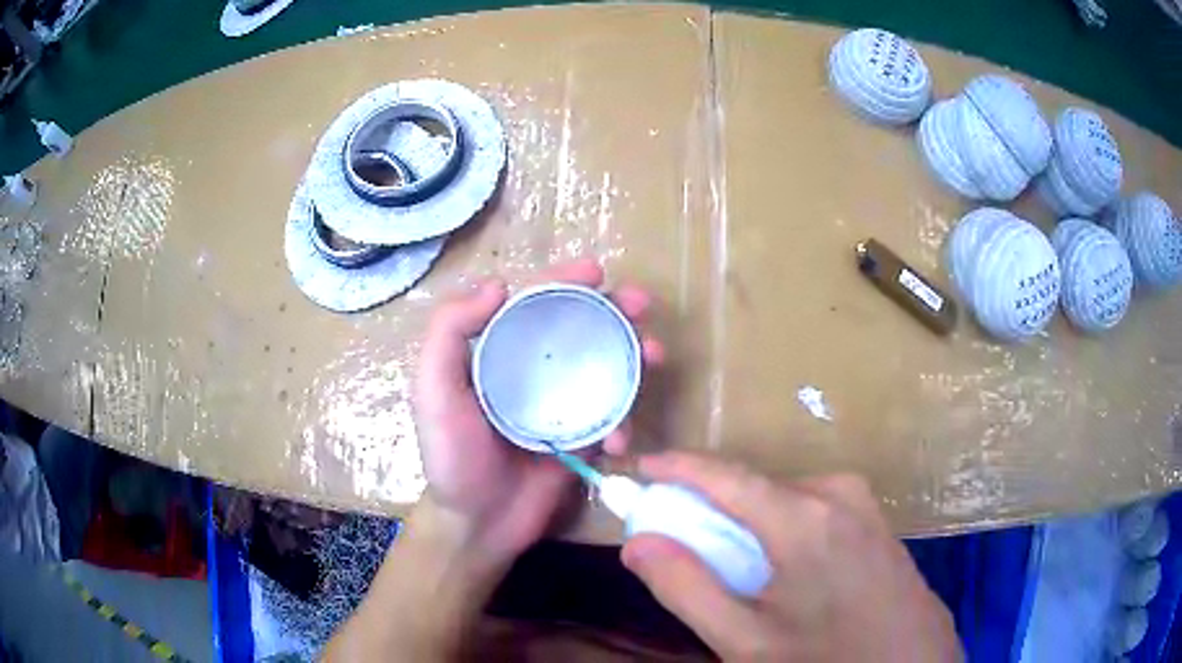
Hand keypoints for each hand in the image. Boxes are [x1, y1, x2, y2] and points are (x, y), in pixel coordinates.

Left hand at [414, 258, 662, 562]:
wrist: (479, 523)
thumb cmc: (452, 456)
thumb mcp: (433, 391)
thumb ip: (448, 333)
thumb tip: (499, 286)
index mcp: (499, 352)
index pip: (534, 303)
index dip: (565, 280)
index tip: (597, 272)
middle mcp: (534, 370)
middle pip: (580, 328)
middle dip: (615, 309)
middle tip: (642, 304)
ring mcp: (563, 404)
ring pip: (606, 366)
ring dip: (635, 354)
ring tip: (654, 355)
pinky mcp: (584, 437)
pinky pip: (614, 417)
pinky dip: (626, 420)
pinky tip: (623, 439)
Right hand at [621, 453, 960, 661]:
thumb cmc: (826, 660)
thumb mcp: (745, 641)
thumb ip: (687, 588)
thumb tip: (639, 542)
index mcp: (804, 516)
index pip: (726, 475)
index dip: (679, 467)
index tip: (642, 468)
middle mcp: (838, 495)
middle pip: (757, 487)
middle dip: (714, 505)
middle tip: (680, 534)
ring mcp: (865, 507)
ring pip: (788, 500)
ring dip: (750, 522)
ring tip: (730, 564)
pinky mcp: (877, 525)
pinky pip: (817, 512)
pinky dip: (784, 529)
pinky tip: (782, 572)